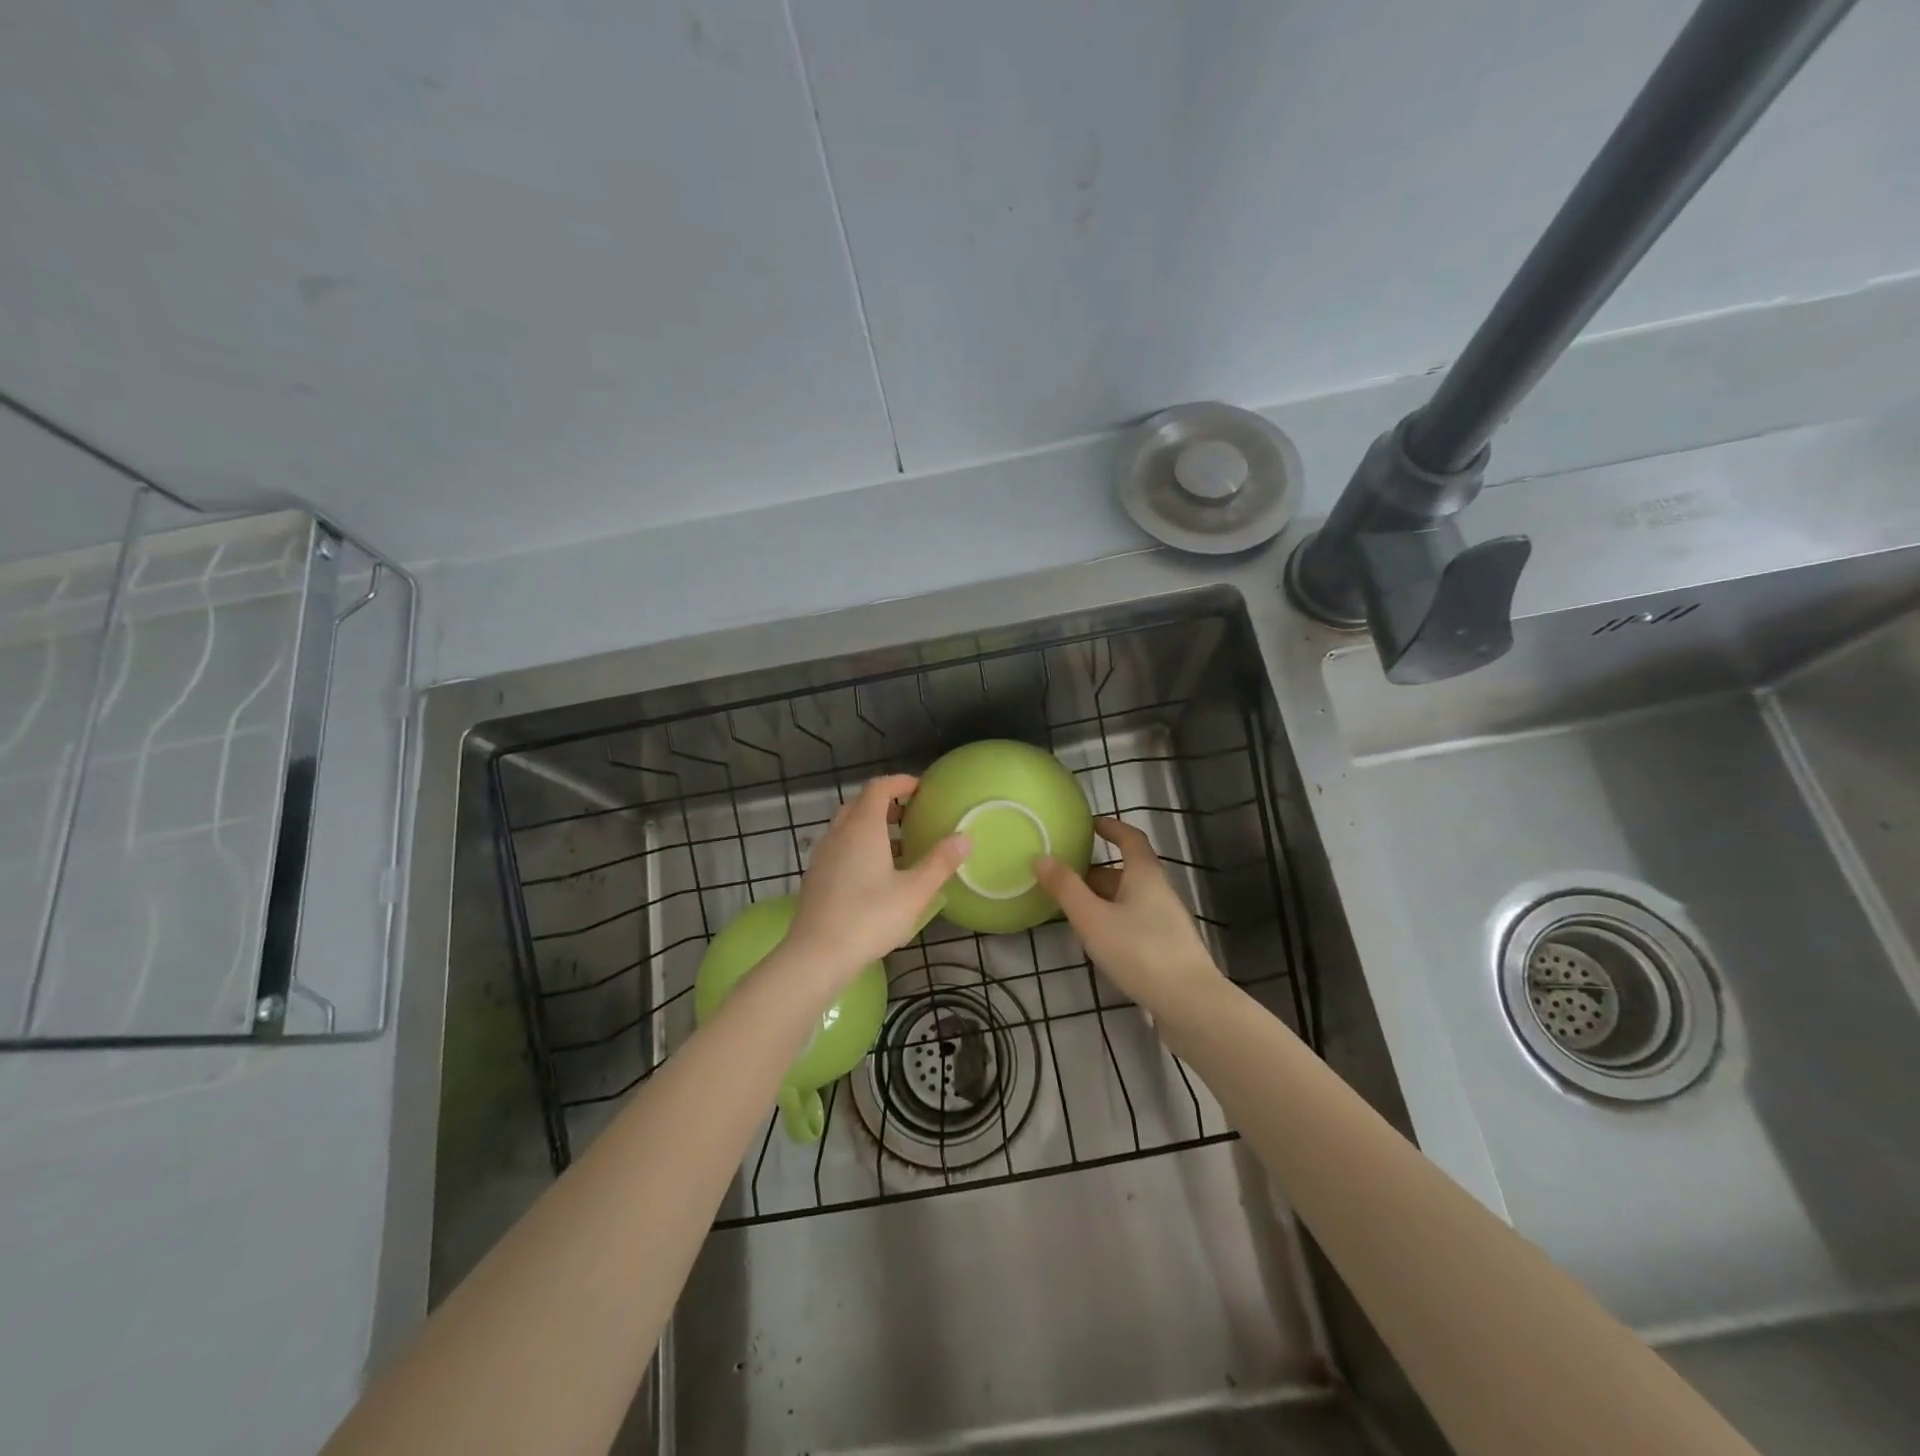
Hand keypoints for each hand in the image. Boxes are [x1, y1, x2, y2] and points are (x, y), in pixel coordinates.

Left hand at [786, 774, 968, 986]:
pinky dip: (858, 846)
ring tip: (898, 847)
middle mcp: (839, 833)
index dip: (900, 782)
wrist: (816, 955)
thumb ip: (940, 862)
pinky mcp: (815, 877)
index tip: (920, 788)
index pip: (878, 787)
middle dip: (886, 804)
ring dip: (871, 826)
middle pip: (860, 804)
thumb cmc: (869, 918)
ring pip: (847, 827)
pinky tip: (874, 875)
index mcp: (862, 827)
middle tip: (911, 816)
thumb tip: (964, 837)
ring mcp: (822, 855)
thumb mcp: (915, 892)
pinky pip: (839, 847)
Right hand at [1035, 818, 1221, 1010]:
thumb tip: (1042, 857)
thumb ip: (1066, 888)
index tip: (1091, 824)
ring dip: (1103, 899)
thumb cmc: (1139, 951)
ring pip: (1129, 900)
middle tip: (1064, 878)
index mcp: (1145, 876)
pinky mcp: (1168, 948)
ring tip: (1072, 912)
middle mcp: (1160, 892)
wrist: (1190, 1003)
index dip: (1112, 828)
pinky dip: (1113, 921)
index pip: (1131, 839)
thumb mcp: (1093, 919)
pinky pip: (1135, 922)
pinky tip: (1098, 942)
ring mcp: (1167, 922)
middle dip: (1096, 872)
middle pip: (1127, 872)